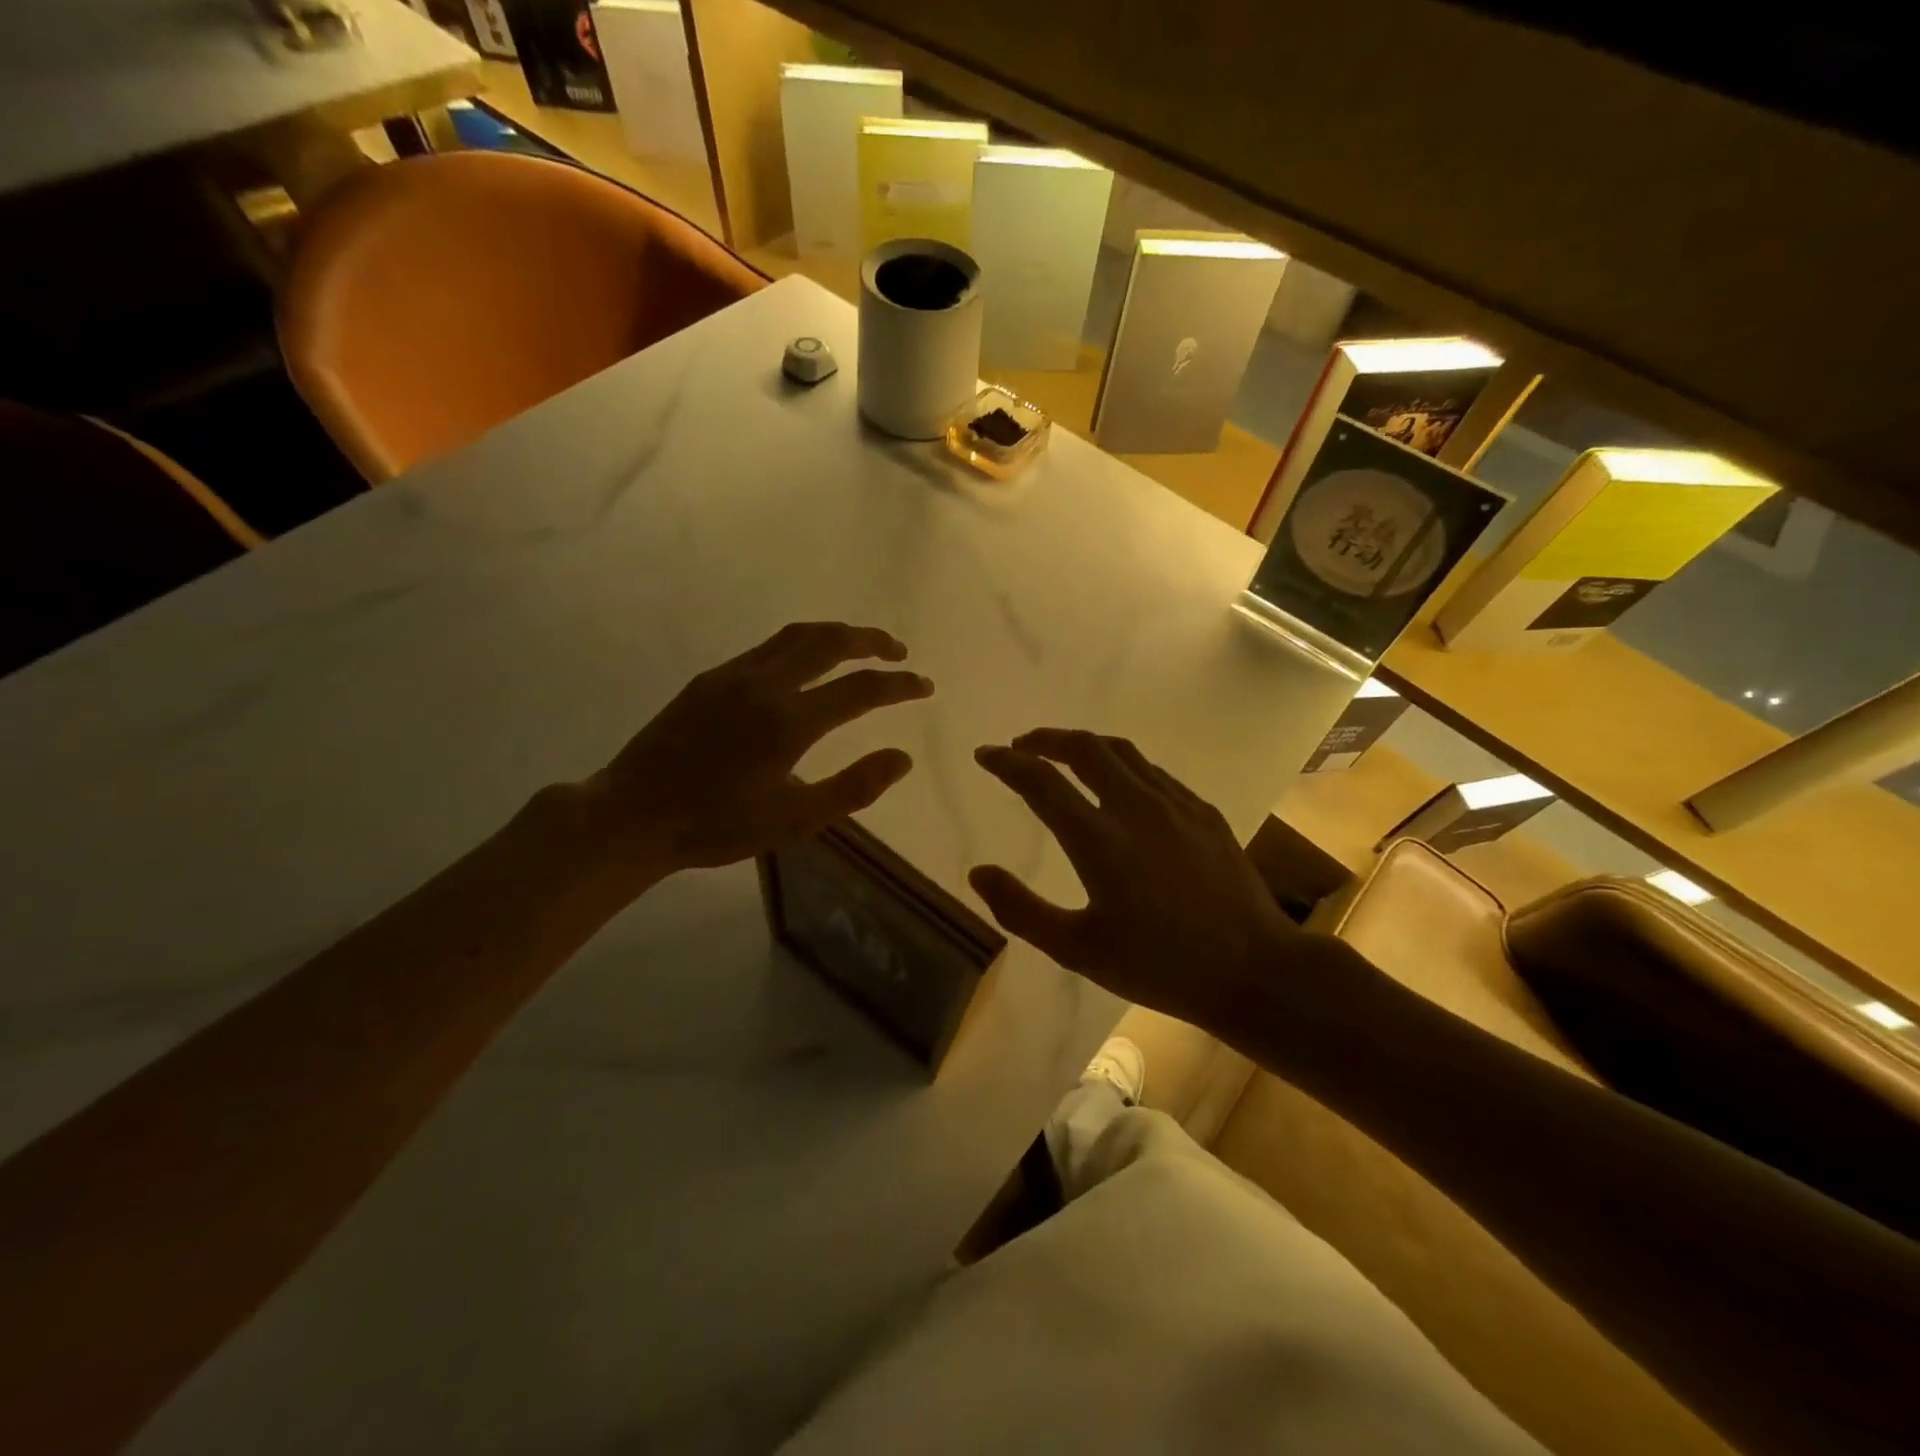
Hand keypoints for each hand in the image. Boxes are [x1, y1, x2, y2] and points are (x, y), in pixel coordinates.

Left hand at [579, 622, 931, 884]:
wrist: (633, 815)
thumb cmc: (717, 826)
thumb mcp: (794, 820)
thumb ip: (854, 787)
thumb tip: (903, 757)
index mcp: (789, 721)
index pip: (861, 689)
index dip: (900, 685)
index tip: (924, 685)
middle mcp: (765, 685)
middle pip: (829, 642)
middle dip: (871, 641)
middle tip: (898, 652)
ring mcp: (733, 676)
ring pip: (796, 636)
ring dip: (835, 635)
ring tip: (859, 647)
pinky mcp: (709, 679)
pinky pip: (767, 648)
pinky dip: (800, 645)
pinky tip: (804, 666)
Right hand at [970, 729, 1300, 1026]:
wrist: (1254, 970)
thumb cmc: (1159, 966)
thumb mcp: (1078, 950)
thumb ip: (1021, 910)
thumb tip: (977, 873)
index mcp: (1099, 840)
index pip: (1040, 781)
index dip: (1006, 762)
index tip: (985, 754)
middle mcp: (1136, 807)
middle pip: (1084, 748)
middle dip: (1045, 739)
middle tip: (1021, 747)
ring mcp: (1175, 804)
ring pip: (1121, 751)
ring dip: (1084, 745)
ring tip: (1063, 755)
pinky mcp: (1203, 812)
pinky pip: (1152, 771)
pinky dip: (1121, 764)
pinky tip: (1118, 785)